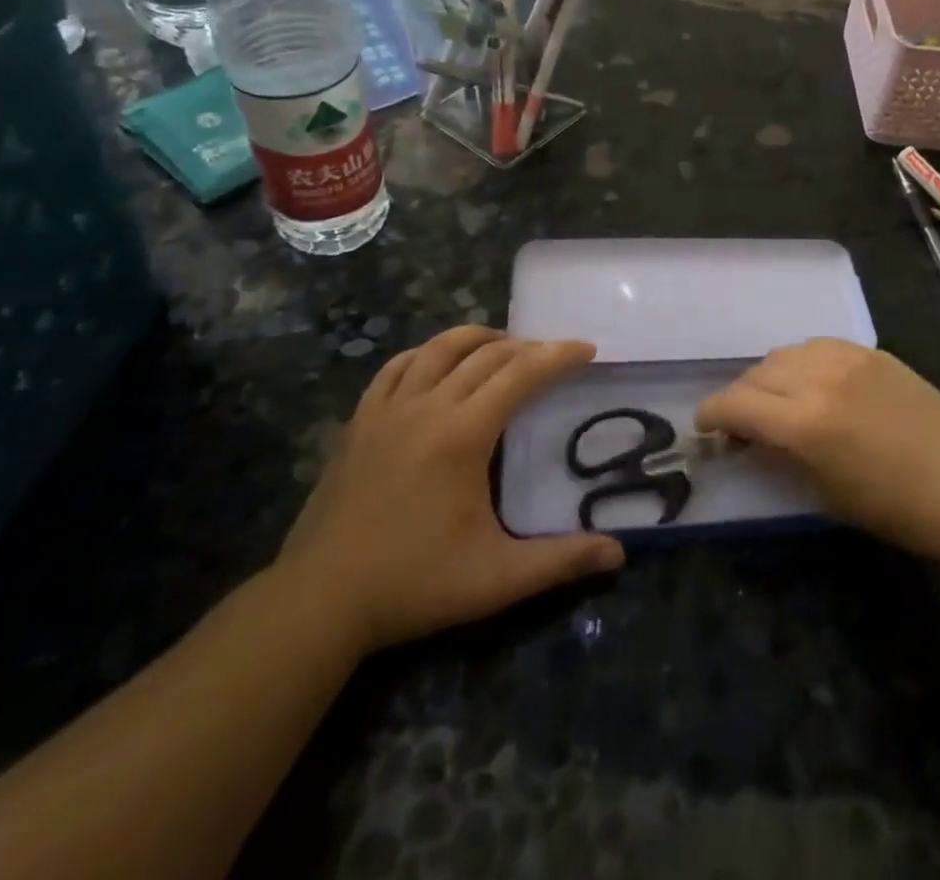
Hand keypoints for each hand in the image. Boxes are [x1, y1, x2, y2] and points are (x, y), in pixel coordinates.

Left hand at [276, 327, 623, 650]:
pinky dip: (425, 355)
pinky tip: (435, 364)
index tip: (586, 349)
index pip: (520, 374)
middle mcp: (426, 407)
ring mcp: (387, 410)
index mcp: (463, 434)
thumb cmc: (413, 584)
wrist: (319, 600)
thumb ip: (561, 561)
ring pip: (437, 348)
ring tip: (503, 347)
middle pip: (485, 355)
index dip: (557, 356)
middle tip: (554, 355)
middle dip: (526, 347)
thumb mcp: (497, 579)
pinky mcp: (359, 422)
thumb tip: (619, 554)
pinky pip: (396, 368)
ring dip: (477, 339)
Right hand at [696, 339, 939, 560]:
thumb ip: (780, 456)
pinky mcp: (870, 351)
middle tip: (742, 422)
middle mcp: (818, 379)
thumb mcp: (824, 492)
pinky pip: (818, 346)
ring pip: (785, 353)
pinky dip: (802, 362)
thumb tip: (749, 440)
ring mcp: (847, 358)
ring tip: (776, 400)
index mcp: (804, 422)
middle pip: (757, 373)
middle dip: (740, 397)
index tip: (704, 427)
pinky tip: (810, 382)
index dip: (712, 415)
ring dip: (769, 376)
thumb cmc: (894, 507)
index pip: (736, 404)